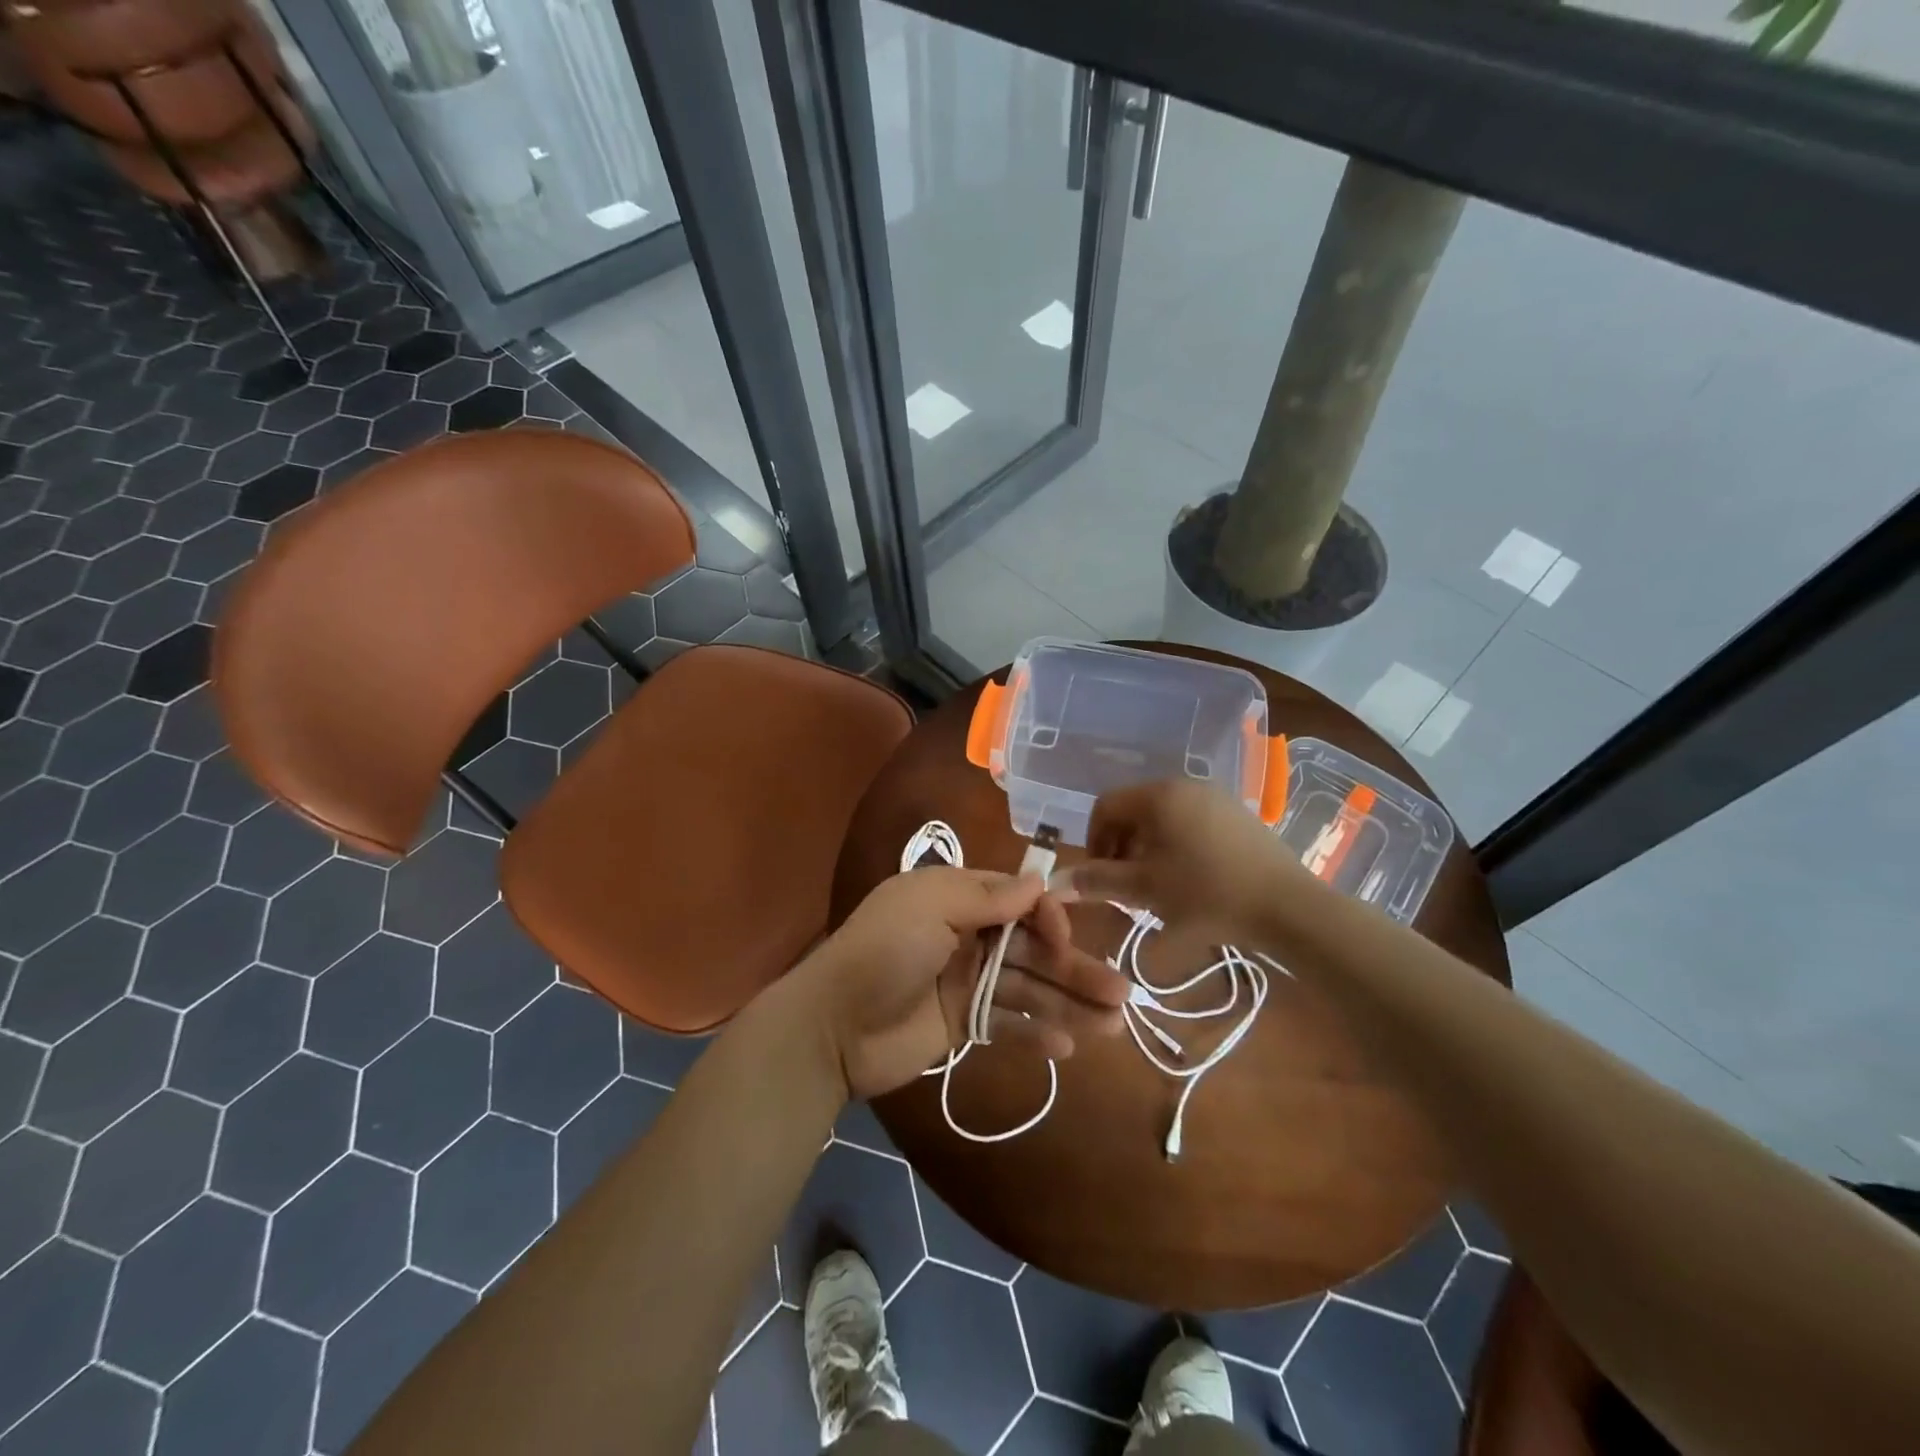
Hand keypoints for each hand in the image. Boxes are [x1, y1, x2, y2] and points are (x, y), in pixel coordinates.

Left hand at [793, 866, 1129, 1100]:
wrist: (832, 1027)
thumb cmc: (883, 952)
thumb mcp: (929, 906)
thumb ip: (986, 896)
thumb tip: (1039, 883)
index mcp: (957, 898)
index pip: (1019, 900)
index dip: (1049, 918)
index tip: (1067, 938)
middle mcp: (967, 935)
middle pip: (1032, 949)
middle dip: (1075, 968)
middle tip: (1122, 993)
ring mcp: (966, 982)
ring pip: (1028, 988)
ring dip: (1068, 1004)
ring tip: (1114, 1026)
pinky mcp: (962, 1023)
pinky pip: (1007, 1023)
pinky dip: (1035, 1033)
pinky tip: (1067, 1047)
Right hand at [1062, 779, 1311, 943]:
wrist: (1289, 907)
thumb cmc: (1207, 894)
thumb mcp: (1145, 889)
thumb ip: (1098, 881)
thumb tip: (1057, 879)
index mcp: (1159, 795)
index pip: (1105, 805)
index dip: (1094, 840)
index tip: (1101, 877)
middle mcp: (1185, 785)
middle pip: (1134, 810)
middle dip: (1121, 848)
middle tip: (1126, 887)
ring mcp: (1216, 798)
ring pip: (1163, 818)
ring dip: (1148, 849)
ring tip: (1156, 888)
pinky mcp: (1239, 815)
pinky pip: (1192, 823)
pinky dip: (1177, 847)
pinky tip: (1190, 881)